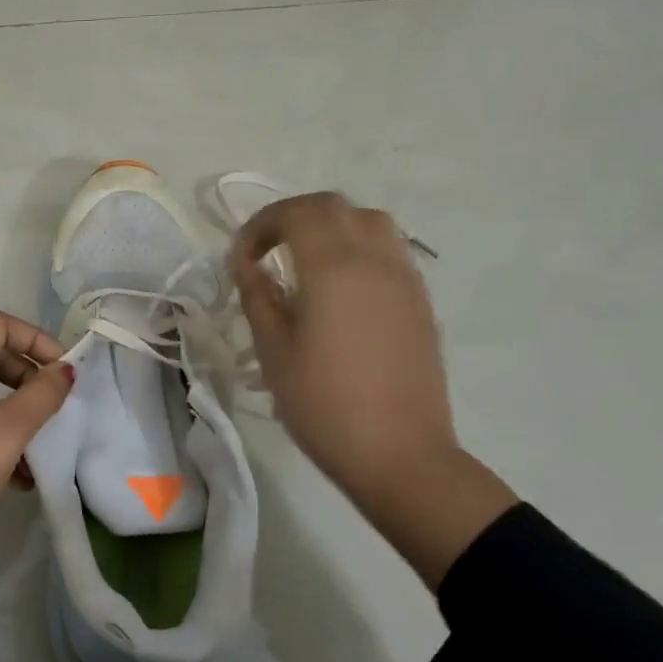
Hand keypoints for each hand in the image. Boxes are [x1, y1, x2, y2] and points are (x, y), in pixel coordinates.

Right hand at [230, 193, 514, 586]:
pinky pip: (389, 251)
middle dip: (294, 217)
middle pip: (335, 206)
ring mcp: (405, 279)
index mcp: (334, 268)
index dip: (261, 224)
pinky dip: (358, 250)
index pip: (298, 212)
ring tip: (305, 263)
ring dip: (332, 227)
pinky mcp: (420, 303)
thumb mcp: (274, 350)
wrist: (399, 455)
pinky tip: (340, 290)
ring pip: (370, 222)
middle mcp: (375, 260)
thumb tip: (247, 264)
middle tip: (267, 251)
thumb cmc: (323, 405)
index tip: (241, 258)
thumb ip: (258, 296)